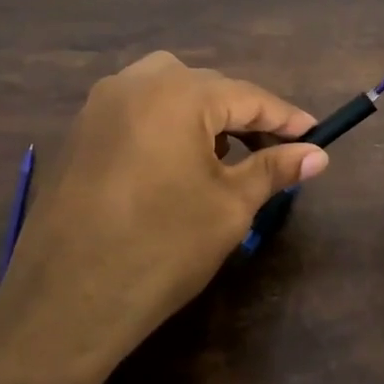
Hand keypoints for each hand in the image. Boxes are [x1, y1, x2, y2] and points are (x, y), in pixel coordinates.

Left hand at [0, 52, 328, 367]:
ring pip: (168, 92)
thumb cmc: (162, 248)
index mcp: (176, 93)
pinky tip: (177, 165)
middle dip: (244, 115)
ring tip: (226, 158)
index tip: (317, 135)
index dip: (286, 118)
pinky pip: (137, 112)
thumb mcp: (230, 207)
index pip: (247, 95)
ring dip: (203, 117)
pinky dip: (167, 126)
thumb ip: (274, 169)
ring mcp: (99, 105)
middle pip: (206, 87)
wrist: (66, 300)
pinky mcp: (79, 132)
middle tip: (275, 150)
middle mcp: (133, 83)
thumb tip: (317, 154)